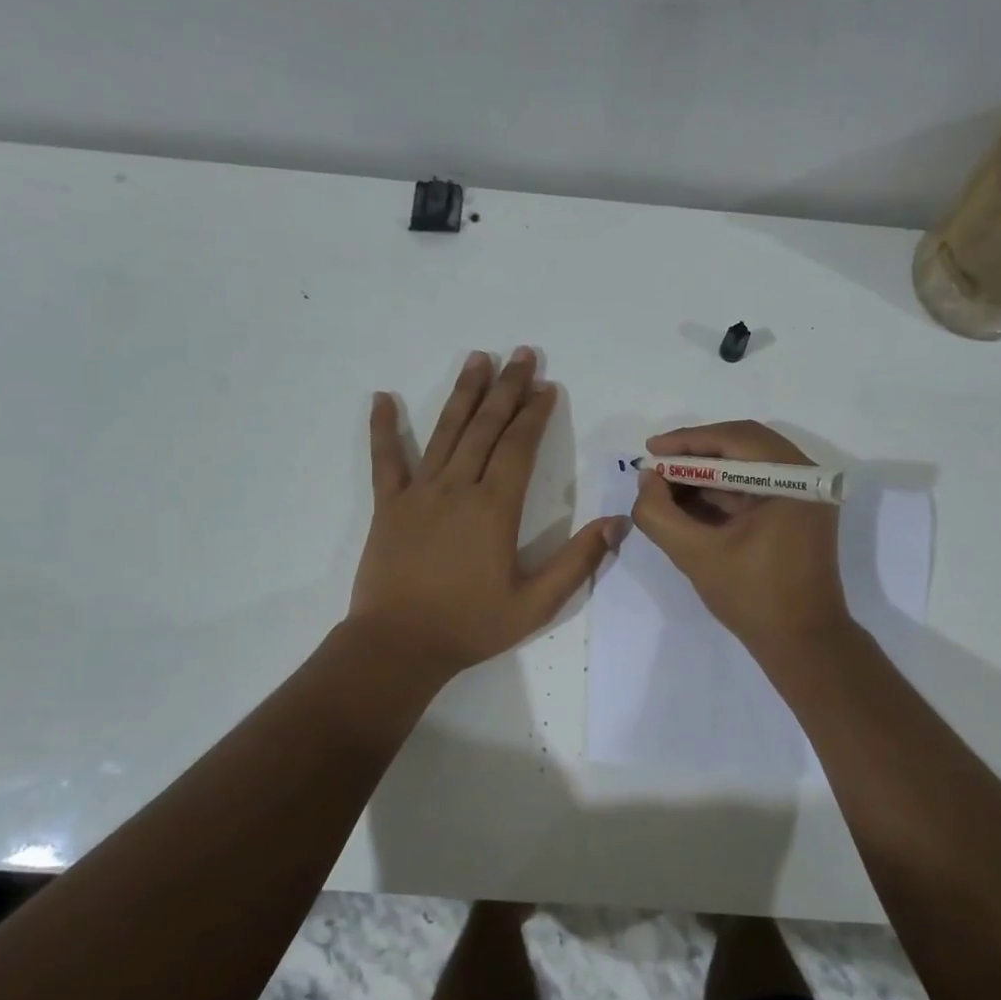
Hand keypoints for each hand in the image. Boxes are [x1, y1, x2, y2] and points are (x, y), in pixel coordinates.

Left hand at [350, 349, 625, 675]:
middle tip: (521, 354)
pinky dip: (384, 428)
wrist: (399, 645)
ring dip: (463, 394)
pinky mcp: (388, 506)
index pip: (519, 447)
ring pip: (445, 432)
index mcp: (495, 508)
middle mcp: (458, 488)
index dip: (535, 414)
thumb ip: (578, 561)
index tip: (547, 387)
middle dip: (507, 388)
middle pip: (486, 427)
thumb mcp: (537, 603)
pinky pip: (385, 460)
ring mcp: (418, 493)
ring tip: (477, 358)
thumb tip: (618, 522)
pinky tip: (382, 398)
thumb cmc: (471, 624)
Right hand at [630, 420, 849, 654]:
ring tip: (663, 486)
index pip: (736, 440)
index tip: (650, 450)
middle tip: (655, 466)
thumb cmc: (753, 598)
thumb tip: (646, 479)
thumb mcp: (696, 555)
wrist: (802, 644)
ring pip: (747, 468)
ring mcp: (804, 497)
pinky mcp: (796, 516)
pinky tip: (687, 503)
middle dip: (695, 456)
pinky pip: (754, 490)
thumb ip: (660, 515)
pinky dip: (721, 493)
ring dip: (705, 474)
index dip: (687, 441)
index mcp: (794, 480)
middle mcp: (805, 478)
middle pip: (743, 447)